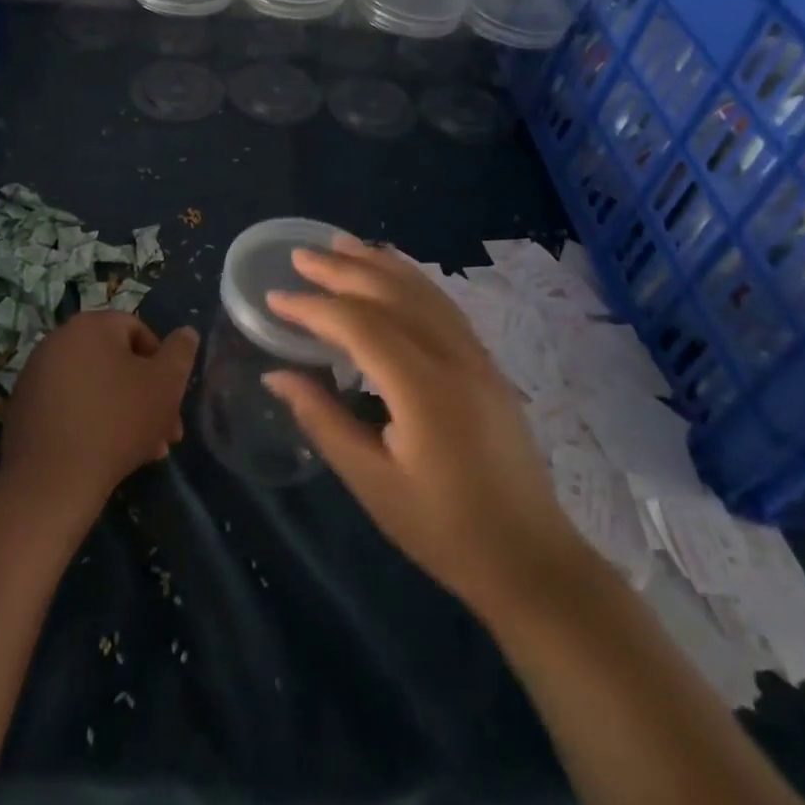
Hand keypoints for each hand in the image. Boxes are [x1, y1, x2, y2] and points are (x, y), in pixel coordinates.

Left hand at [0, 310, 195, 518]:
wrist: (52, 481)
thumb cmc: (118, 421)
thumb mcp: (165, 384)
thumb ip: (181, 353)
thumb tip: (186, 333)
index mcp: (90, 325)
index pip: (138, 330)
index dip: (162, 364)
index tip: (173, 399)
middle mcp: (57, 341)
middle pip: (115, 363)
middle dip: (145, 396)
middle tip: (165, 433)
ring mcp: (35, 375)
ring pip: (94, 388)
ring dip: (123, 413)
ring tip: (143, 452)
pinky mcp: (23, 409)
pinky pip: (69, 407)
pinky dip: (90, 423)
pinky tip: (107, 456)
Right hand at [264, 237, 585, 616]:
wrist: (530, 560)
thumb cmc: (443, 529)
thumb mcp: (371, 482)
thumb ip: (321, 420)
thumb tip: (275, 375)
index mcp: (424, 391)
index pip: (360, 326)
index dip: (313, 307)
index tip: (275, 298)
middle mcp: (455, 359)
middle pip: (392, 295)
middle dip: (342, 271)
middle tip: (300, 255)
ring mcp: (477, 358)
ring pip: (423, 291)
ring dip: (378, 264)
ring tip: (340, 244)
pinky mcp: (487, 364)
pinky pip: (444, 306)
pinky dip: (411, 279)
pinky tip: (393, 271)